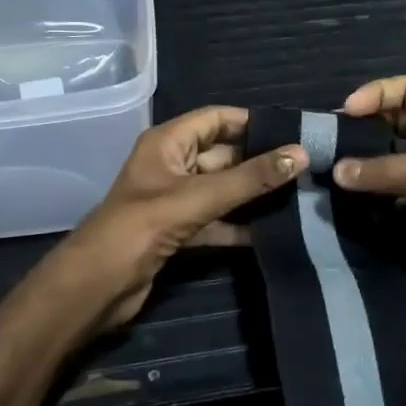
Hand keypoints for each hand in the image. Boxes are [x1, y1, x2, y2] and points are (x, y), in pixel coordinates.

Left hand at [49, 107, 305, 331]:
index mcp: (167, 143)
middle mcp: (172, 165)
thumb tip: (301, 154)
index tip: (294, 132)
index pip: (216, 118)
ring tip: (300, 197)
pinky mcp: (179, 232)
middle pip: (224, 155)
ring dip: (255, 195)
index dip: (252, 122)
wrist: (97, 286)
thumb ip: (250, 179)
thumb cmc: (141, 227)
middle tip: (308, 169)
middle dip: (261, 162)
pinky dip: (241, 225)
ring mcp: (175, 200)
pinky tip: (275, 231)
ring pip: (223, 190)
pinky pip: (217, 220)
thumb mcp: (198, 197)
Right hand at [334, 75, 405, 316]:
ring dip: (366, 163)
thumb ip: (389, 169)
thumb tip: (336, 172)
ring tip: (331, 170)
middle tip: (329, 143)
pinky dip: (374, 194)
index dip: (378, 93)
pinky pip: (395, 193)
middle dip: (365, 127)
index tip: (345, 112)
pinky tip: (350, 199)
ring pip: (392, 159)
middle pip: (396, 122)